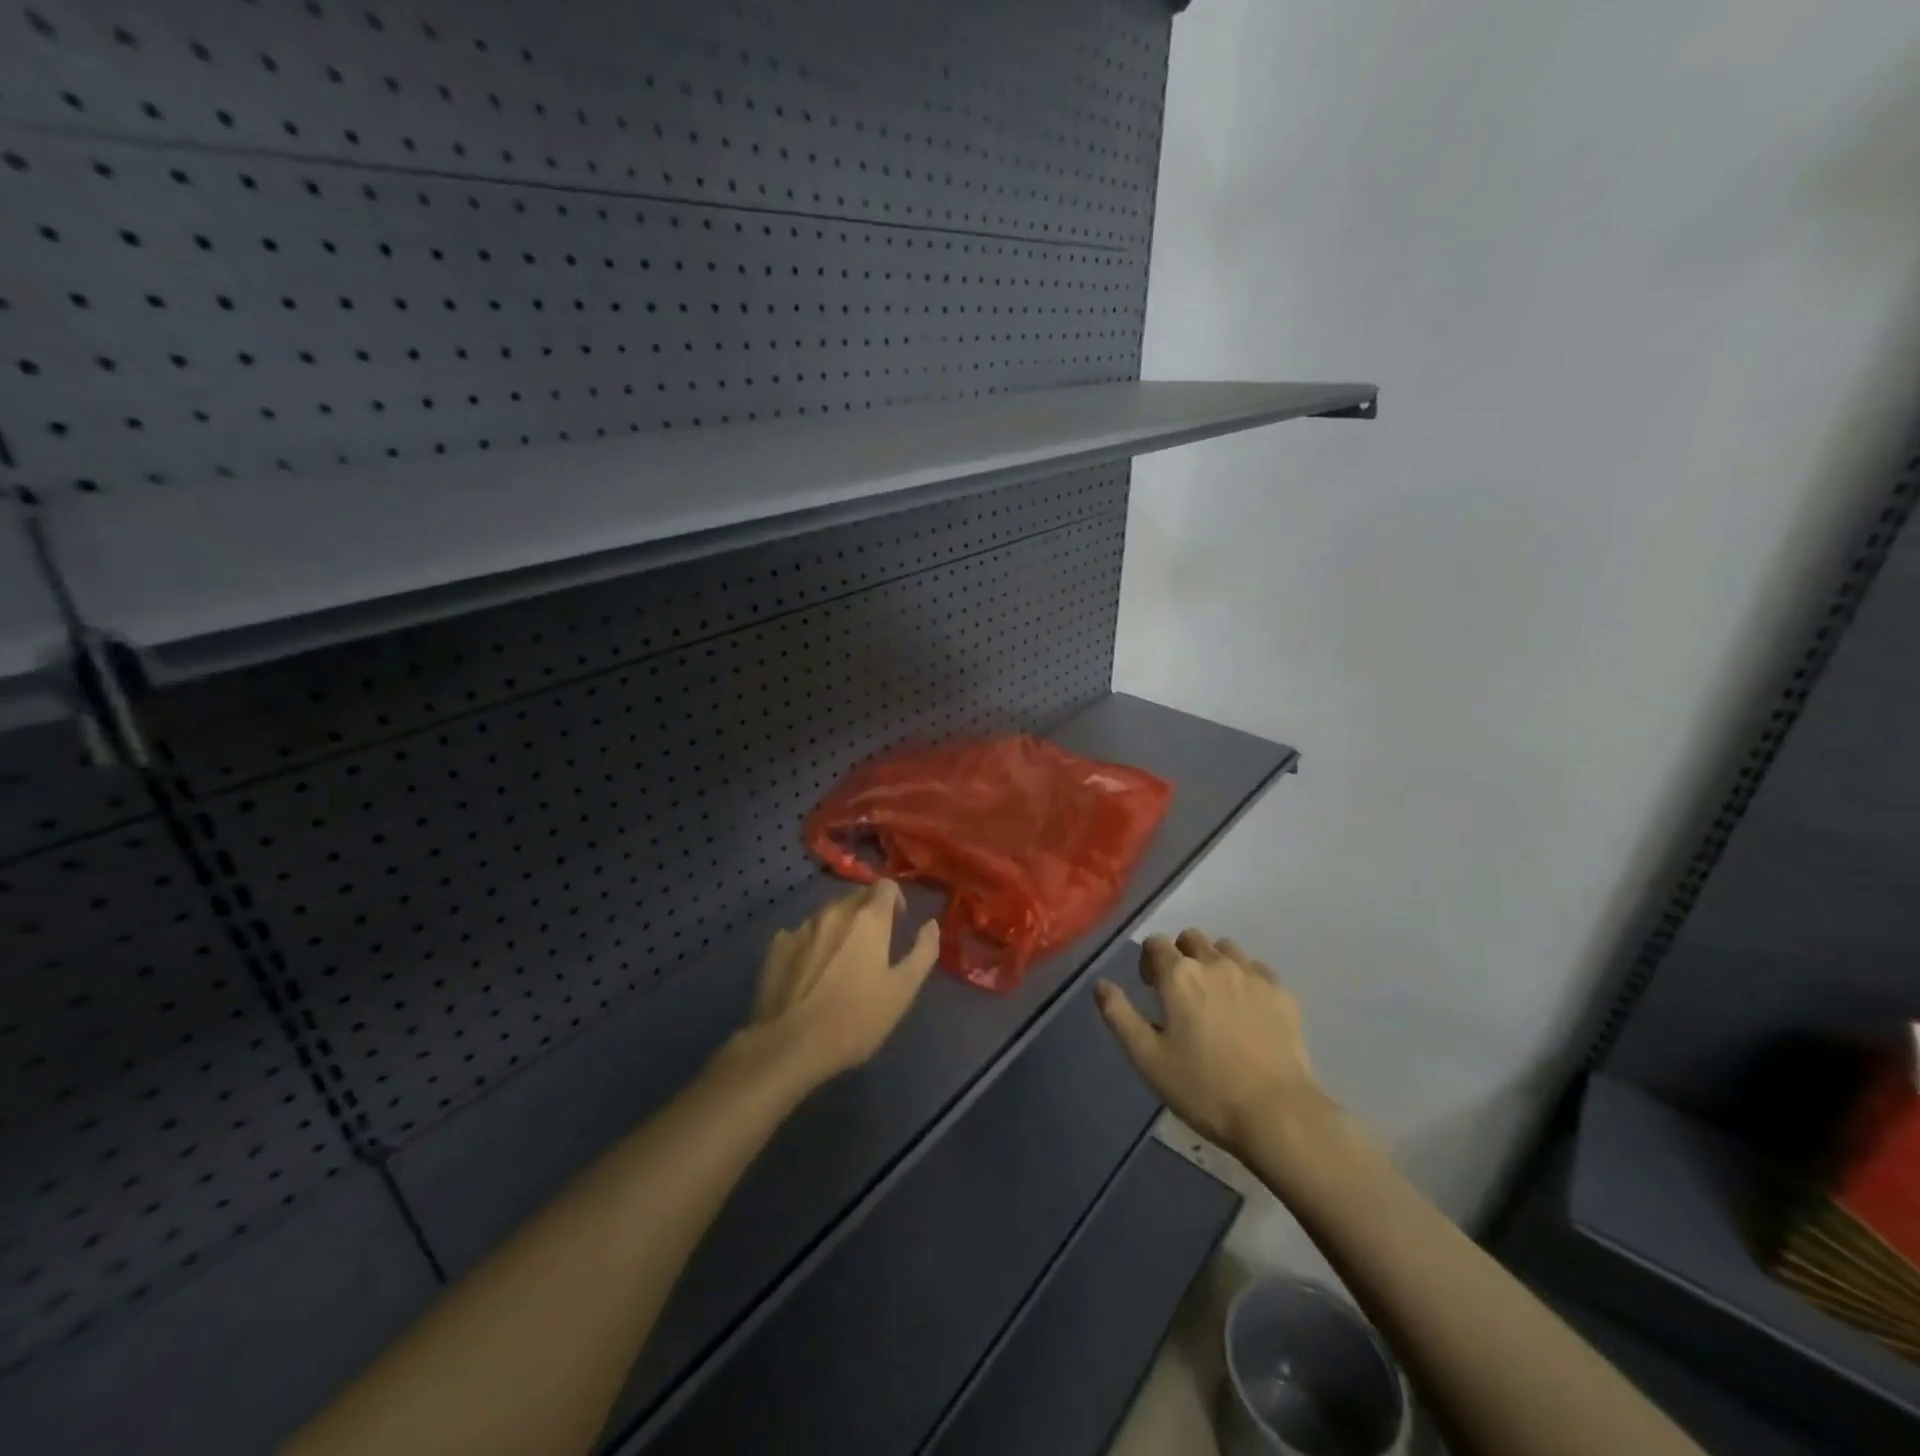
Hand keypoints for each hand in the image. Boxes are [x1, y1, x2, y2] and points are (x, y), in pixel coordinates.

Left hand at [746, 880, 940, 1087]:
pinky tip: (811, 971)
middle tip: (874, 945)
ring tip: (841, 960)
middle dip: (868, 911)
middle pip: (856, 896)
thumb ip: (923, 952)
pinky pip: (801, 934)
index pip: (885, 886)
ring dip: (839, 927)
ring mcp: (802, 928)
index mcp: (868, 919)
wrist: (791, 1045)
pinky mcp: (777, 947)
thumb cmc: (856, 1018)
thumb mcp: (903, 990)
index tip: (897, 924)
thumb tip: (931, 924)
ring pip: (827, 914)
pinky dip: (812, 943)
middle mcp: (834, 912)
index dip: (896, 900)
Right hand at [1096, 929, 1322, 1159]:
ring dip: (1214, 963)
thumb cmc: (1203, 1088)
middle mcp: (1214, 963)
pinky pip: (1256, 969)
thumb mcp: (1147, 1058)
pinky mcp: (1282, 992)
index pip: (1155, 943)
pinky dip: (1245, 979)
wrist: (1277, 1114)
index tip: (1151, 989)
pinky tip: (1246, 1009)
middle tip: (1180, 993)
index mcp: (1178, 975)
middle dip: (1181, 956)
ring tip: (1214, 998)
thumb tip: (1101, 984)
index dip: (1149, 962)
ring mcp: (1252, 975)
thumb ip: (1119, 1015)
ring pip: (1225, 949)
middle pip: (1191, 939)